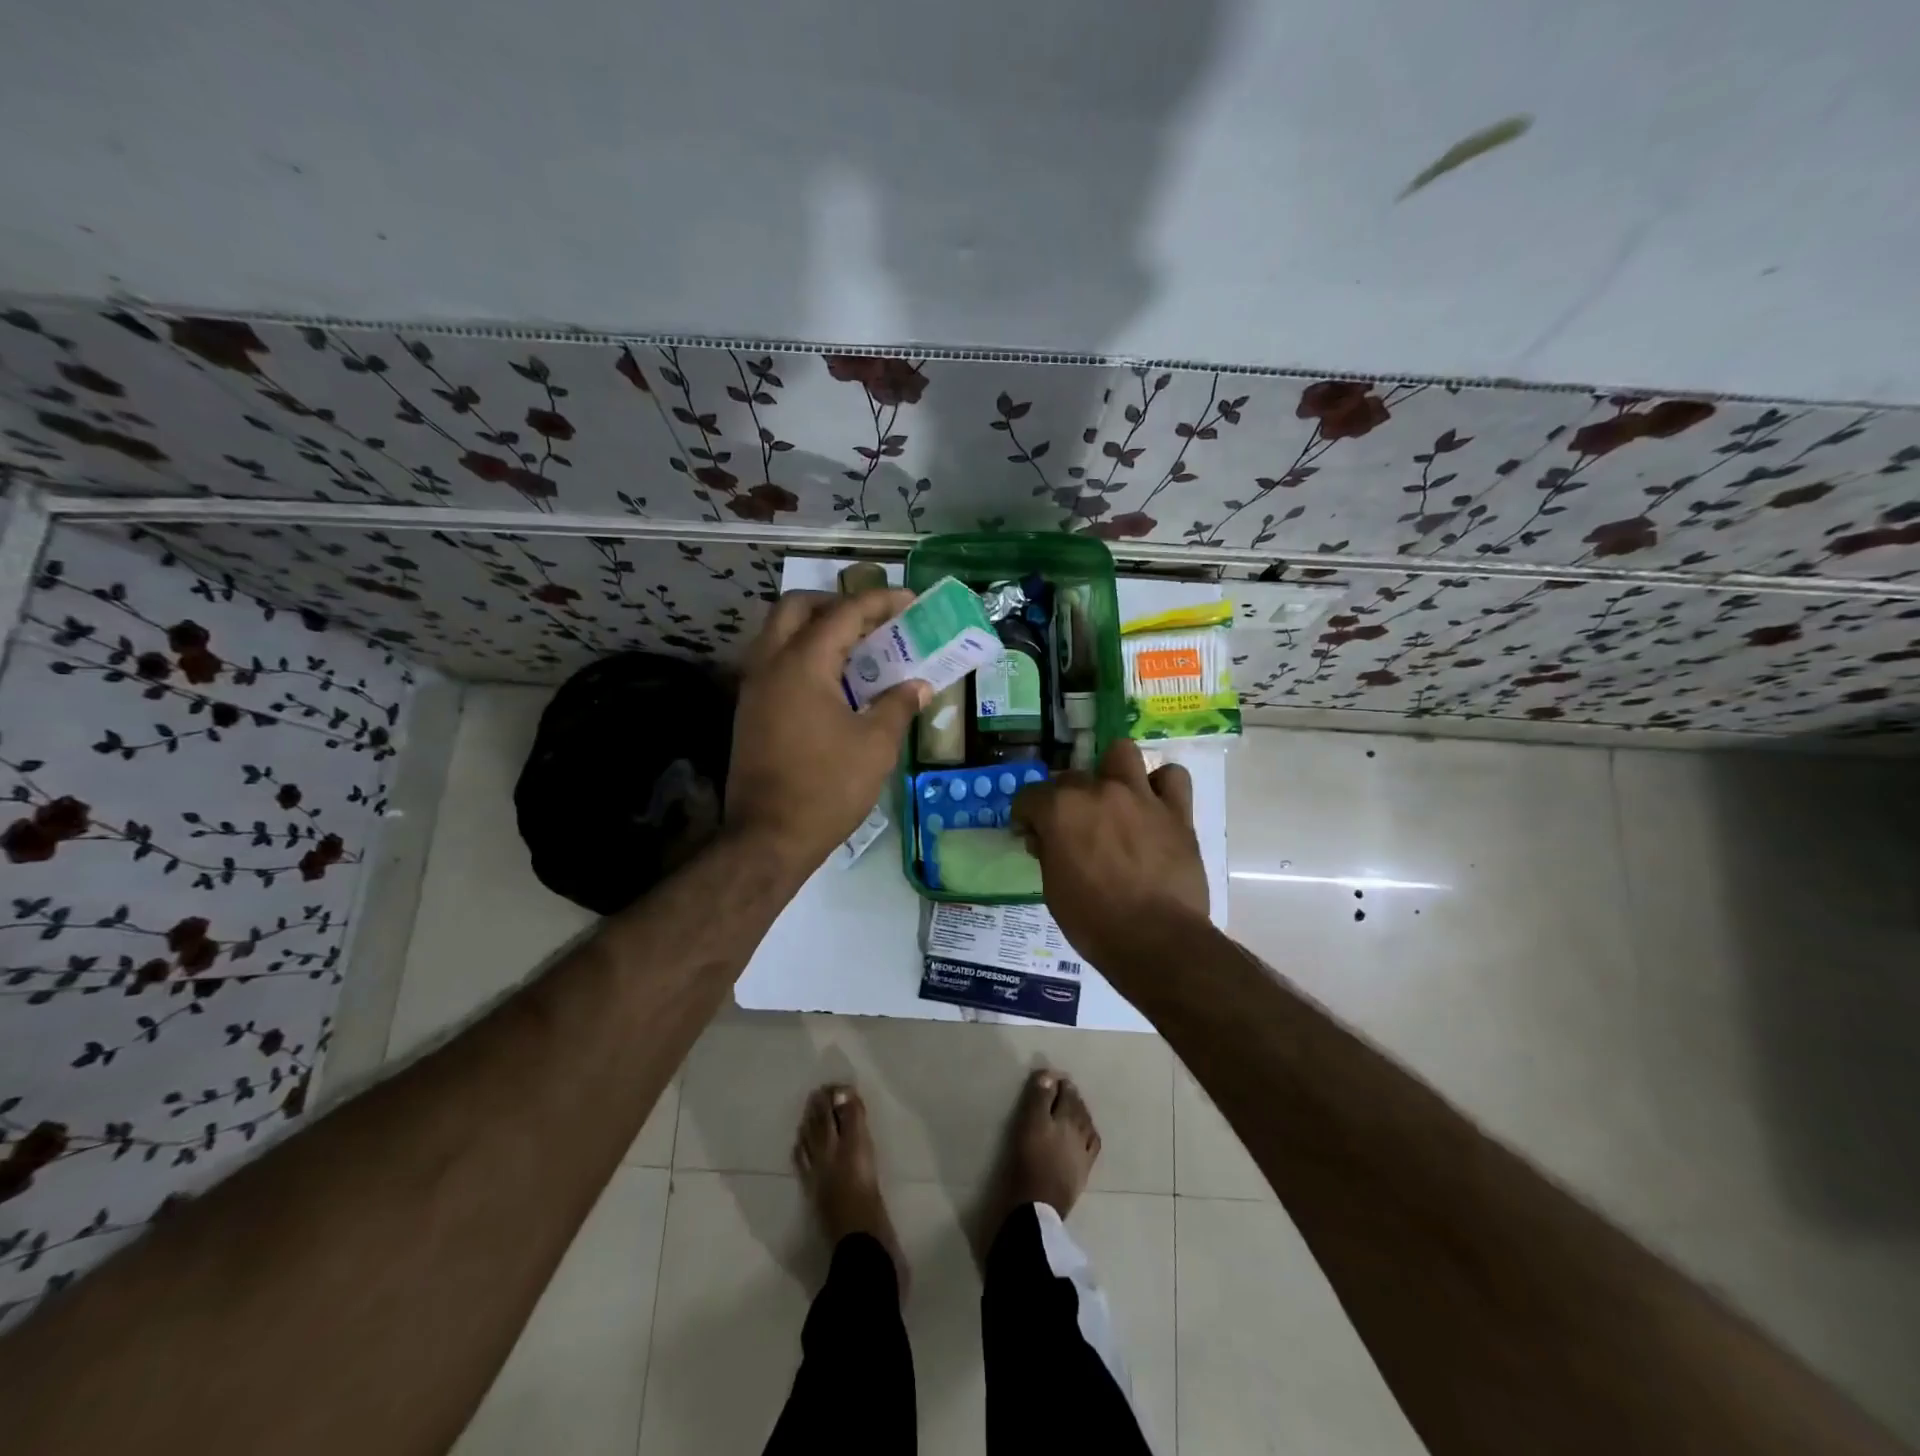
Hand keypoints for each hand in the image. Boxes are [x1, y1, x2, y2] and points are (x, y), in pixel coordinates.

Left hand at [726, 588, 929, 876]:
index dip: (879, 602)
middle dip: (836, 604)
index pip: (843, 613)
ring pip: (779, 633)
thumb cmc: (827, 787)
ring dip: (815, 629)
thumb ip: (898, 705)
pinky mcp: (749, 711)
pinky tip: (833, 683)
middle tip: (872, 620)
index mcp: (803, 664)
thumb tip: (918, 686)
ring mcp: (754, 688)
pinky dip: (803, 655)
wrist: (768, 837)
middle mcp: (770, 664)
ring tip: (857, 649)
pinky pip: (775, 662)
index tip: (909, 600)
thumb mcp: (875, 745)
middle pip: (797, 608)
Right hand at [1012, 738, 1209, 979]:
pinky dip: (1161, 785)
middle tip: (1073, 829)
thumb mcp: (1053, 889)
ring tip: (1114, 798)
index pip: (1029, 796)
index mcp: (1060, 809)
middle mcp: (1098, 791)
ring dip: (1113, 771)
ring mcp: (1140, 796)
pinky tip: (1154, 805)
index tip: (1030, 835)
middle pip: (1072, 777)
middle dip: (1066, 799)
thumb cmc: (1093, 921)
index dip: (1026, 817)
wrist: (1156, 941)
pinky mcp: (1176, 811)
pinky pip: (1172, 777)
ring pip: (1122, 753)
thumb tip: (1044, 838)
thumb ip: (1047, 852)